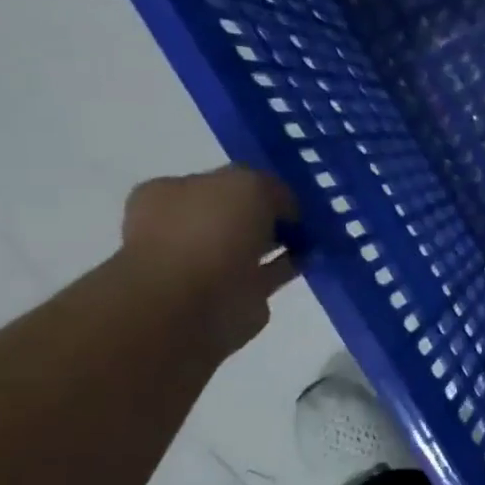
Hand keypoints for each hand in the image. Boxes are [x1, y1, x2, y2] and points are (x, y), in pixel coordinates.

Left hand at [119, 165, 298, 353]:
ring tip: (315, 236)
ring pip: (252, 247)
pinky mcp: (232, 296)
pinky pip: (267, 274)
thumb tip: (286, 208)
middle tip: (305, 215)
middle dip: (268, 215)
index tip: (288, 192)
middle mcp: (181, 229)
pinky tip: (313, 257)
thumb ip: (271, 187)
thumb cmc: (209, 229)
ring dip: (281, 242)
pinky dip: (288, 266)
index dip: (255, 185)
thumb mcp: (249, 183)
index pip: (218, 183)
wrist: (193, 301)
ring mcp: (205, 266)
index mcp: (169, 195)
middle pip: (235, 216)